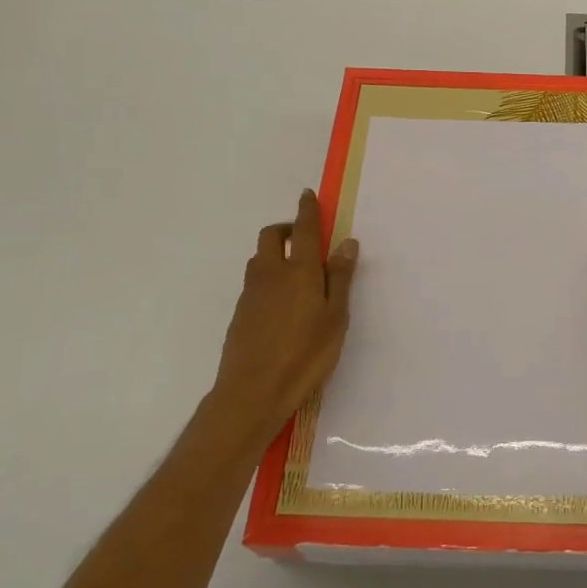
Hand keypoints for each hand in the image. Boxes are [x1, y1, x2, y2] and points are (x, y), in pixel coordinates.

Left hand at [204, 190, 359, 457]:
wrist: (251, 392)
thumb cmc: (305, 355)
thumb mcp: (335, 318)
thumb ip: (341, 278)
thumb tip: (347, 242)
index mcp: (300, 270)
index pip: (304, 230)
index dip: (307, 210)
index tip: (308, 195)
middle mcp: (271, 273)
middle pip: (272, 236)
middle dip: (287, 228)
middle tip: (304, 237)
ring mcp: (251, 293)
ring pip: (260, 258)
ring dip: (275, 251)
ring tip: (296, 270)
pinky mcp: (239, 313)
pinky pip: (254, 281)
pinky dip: (268, 276)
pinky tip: (281, 302)